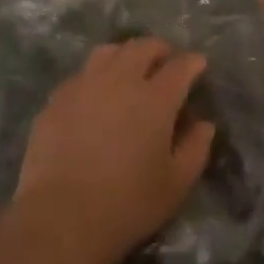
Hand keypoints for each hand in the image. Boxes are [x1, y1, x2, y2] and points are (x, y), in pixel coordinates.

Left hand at [13, 36, 215, 263]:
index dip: (192, 62)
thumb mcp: (175, 185)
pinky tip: (96, 94)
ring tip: (130, 68)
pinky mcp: (58, 97)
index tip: (198, 64)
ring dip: (126, 53)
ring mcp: (86, 84)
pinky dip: (97, 75)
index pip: (180, 66)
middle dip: (160, 49)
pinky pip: (82, 73)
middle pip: (143, 47)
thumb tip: (204, 125)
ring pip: (109, 51)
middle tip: (166, 60)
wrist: (61, 217)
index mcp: (155, 99)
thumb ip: (195, 149)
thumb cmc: (127, 204)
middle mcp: (121, 80)